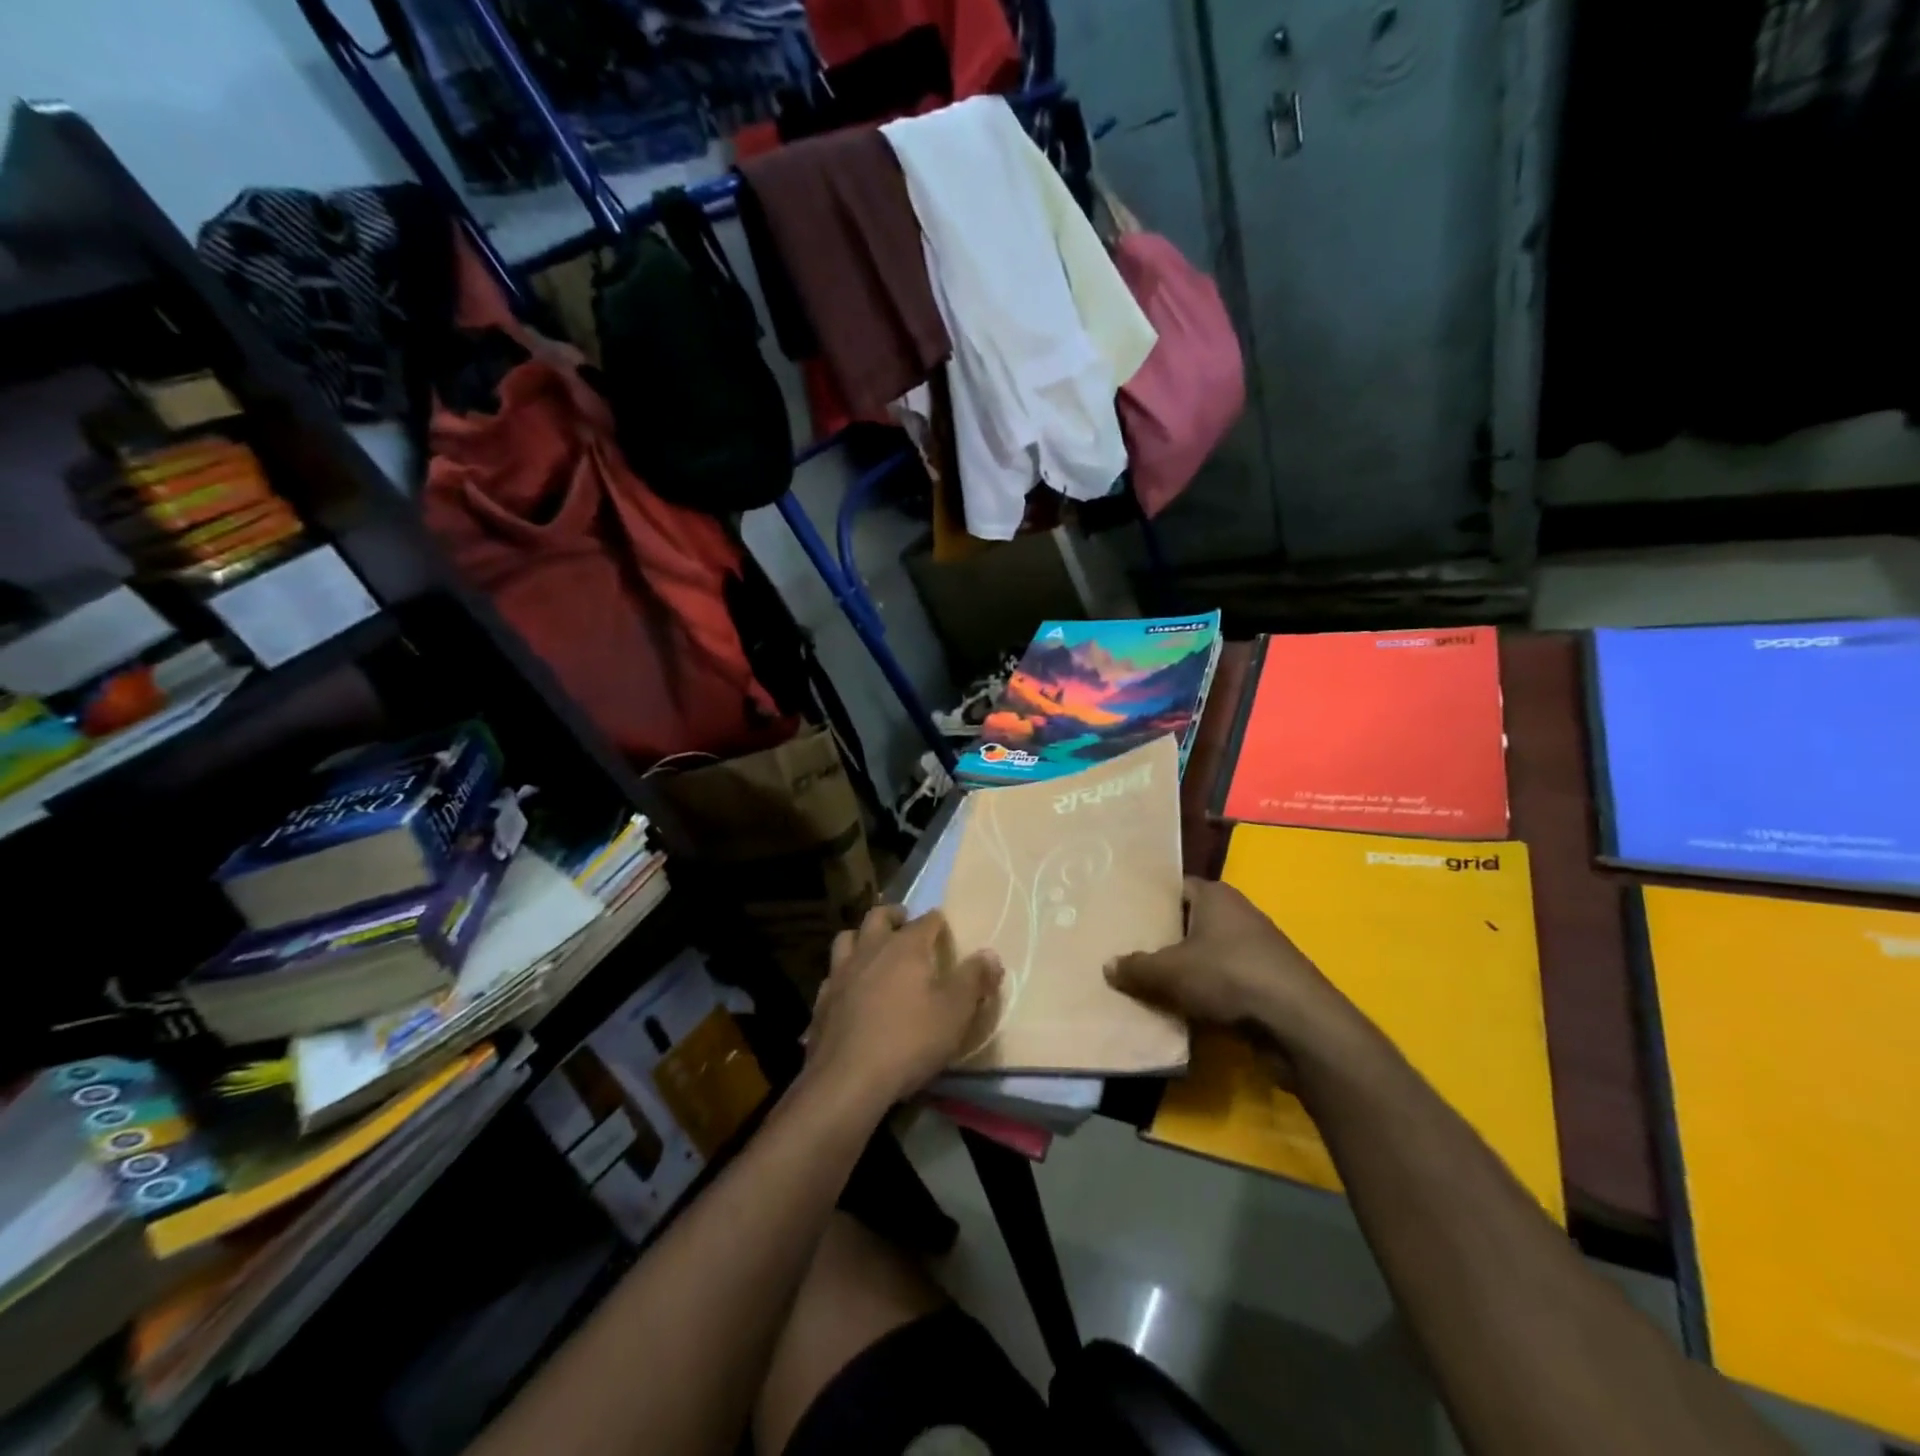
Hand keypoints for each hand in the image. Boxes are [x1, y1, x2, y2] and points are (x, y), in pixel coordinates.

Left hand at [806, 905, 1002, 1109]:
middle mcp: (870, 950)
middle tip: (903, 920)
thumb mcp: (955, 1012)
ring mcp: (841, 974)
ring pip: (847, 939)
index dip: (937, 921)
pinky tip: (849, 989)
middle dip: (893, 915)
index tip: (943, 925)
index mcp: (905, 947)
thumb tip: (990, 954)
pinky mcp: (822, 1001)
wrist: (848, 1080)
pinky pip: (832, 975)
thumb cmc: (909, 1040)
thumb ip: (974, 980)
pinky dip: (843, 973)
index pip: (925, 921)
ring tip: (872, 947)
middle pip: (878, 917)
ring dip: (861, 937)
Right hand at [1105, 877, 1361, 1058]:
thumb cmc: (1229, 977)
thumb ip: (1136, 967)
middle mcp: (1238, 913)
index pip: (1175, 887)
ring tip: (1148, 982)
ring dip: (1185, 969)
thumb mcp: (1170, 972)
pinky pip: (1225, 981)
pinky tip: (1183, 1007)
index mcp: (1215, 895)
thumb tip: (1108, 965)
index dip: (1149, 900)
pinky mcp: (1268, 982)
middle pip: (1190, 921)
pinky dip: (1207, 992)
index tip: (1123, 914)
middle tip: (1127, 949)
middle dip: (1164, 937)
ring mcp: (1257, 948)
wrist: (1298, 1023)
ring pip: (1208, 953)